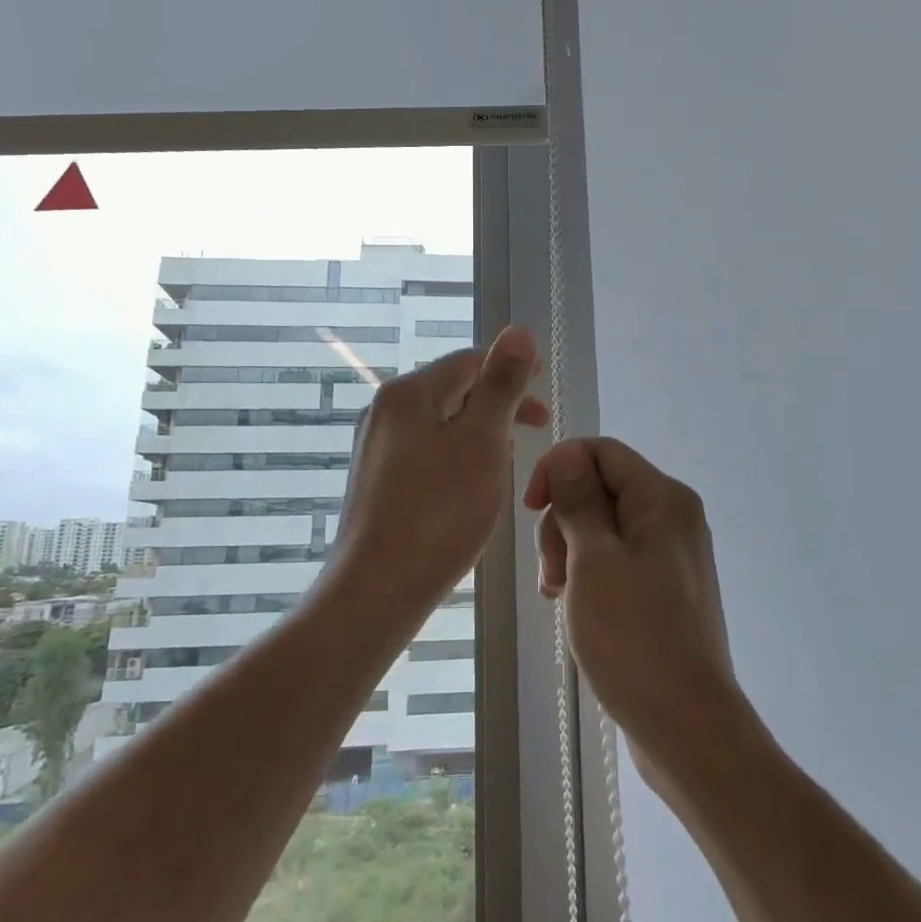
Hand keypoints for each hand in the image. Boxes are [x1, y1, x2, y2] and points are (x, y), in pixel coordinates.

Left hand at [331, 325, 547, 613]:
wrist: (376, 590)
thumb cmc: (439, 511)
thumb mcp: (482, 441)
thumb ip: (501, 384)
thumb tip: (519, 331)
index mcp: (409, 393)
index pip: (469, 361)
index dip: (511, 367)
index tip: (544, 385)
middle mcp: (385, 410)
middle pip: (453, 389)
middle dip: (499, 401)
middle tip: (539, 423)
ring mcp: (376, 447)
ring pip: (441, 422)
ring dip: (481, 429)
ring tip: (513, 452)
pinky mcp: (376, 480)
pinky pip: (426, 450)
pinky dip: (458, 453)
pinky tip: (474, 480)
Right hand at [525, 437, 742, 789]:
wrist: (687, 728)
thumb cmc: (635, 637)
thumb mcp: (593, 560)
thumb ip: (578, 500)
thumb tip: (566, 454)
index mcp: (664, 499)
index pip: (602, 451)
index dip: (560, 468)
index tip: (532, 508)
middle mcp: (674, 517)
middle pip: (602, 488)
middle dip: (564, 520)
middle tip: (552, 573)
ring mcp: (671, 554)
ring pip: (604, 526)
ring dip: (570, 551)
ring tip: (559, 595)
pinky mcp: (665, 587)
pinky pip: (617, 558)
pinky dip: (589, 573)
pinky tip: (574, 605)